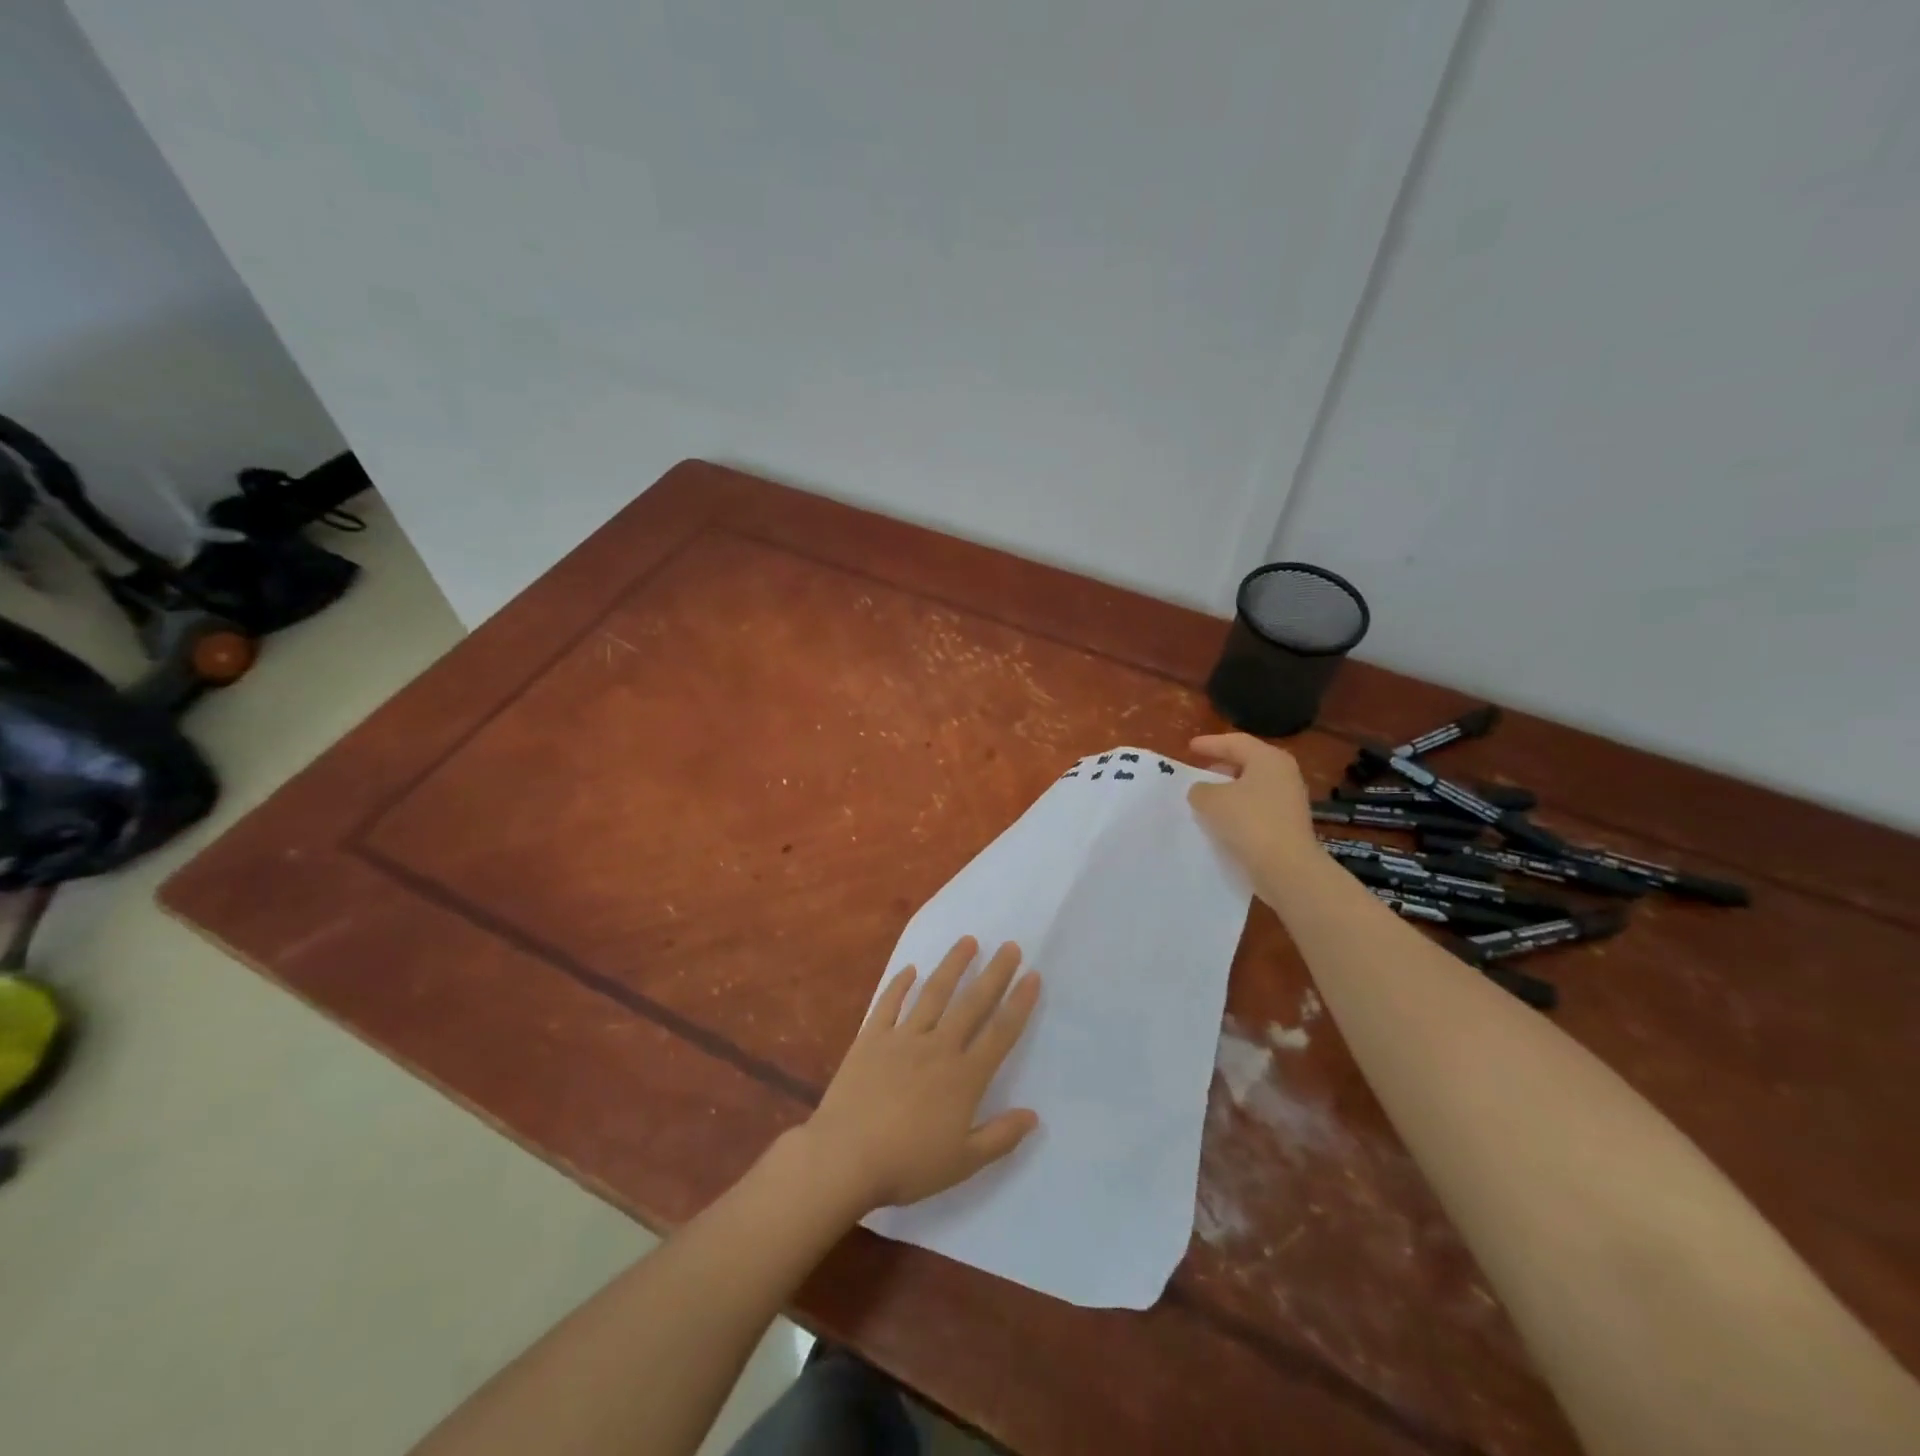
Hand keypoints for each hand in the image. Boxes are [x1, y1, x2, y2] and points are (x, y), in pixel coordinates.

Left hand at [803, 937, 1041, 1213]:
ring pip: (933, 993)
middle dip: (994, 973)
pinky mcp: (870, 1038)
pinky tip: (909, 969)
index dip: (1019, 1004)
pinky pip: (888, 1004)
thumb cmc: (908, 1165)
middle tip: (1010, 946)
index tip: (1032, 976)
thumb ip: (1000, 1137)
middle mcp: (938, 1047)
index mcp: (964, 1077)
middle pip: (972, 1003)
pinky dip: (899, 985)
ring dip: (952, 966)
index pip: (1000, 1033)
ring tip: (967, 941)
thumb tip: (1033, 1115)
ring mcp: (902, 1038)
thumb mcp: (963, 1162)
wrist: (845, 1157)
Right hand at [1187, 733, 1321, 882]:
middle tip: (1201, 769)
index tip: (1190, 747)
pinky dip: (1239, 808)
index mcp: (1268, 759)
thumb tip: (1203, 791)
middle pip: (1248, 762)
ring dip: (1230, 790)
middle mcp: (1284, 774)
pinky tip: (1223, 820)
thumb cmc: (1248, 822)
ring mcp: (1289, 800)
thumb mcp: (1211, 800)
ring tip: (1207, 797)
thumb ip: (1200, 789)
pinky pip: (1258, 807)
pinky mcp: (1288, 824)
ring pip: (1253, 786)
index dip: (1210, 743)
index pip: (1236, 742)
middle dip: (1223, 765)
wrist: (1286, 867)